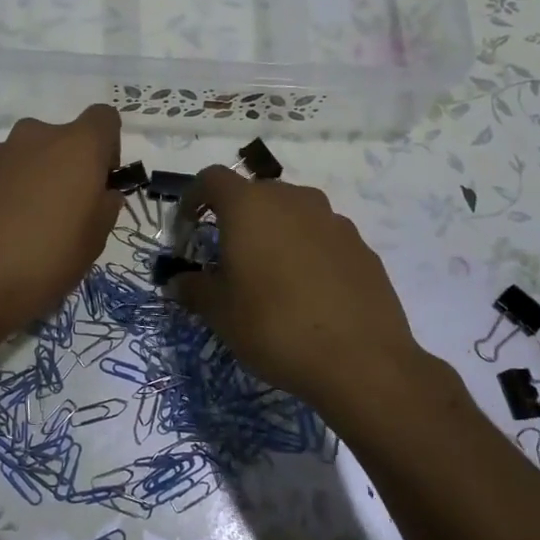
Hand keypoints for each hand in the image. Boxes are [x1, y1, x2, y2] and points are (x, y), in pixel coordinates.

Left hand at [0, 105, 123, 344]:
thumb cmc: (48, 258)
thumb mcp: (95, 240)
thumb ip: (106, 206)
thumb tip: (102, 192)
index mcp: (77, 146)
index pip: (104, 118)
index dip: (108, 147)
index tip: (101, 181)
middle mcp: (37, 136)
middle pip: (63, 138)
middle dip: (68, 165)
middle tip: (66, 210)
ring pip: (29, 155)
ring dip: (35, 176)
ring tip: (29, 223)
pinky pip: (1, 173)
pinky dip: (7, 190)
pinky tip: (1, 228)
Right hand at [168, 167, 423, 413]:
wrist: (360, 360)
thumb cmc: (274, 326)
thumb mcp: (220, 312)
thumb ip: (193, 289)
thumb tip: (178, 282)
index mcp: (250, 206)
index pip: (211, 179)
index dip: (193, 198)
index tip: (186, 228)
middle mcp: (293, 200)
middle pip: (255, 194)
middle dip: (235, 219)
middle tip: (226, 258)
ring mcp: (333, 221)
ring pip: (292, 215)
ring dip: (275, 234)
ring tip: (268, 277)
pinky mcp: (361, 247)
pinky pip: (322, 238)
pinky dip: (306, 253)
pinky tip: (306, 292)